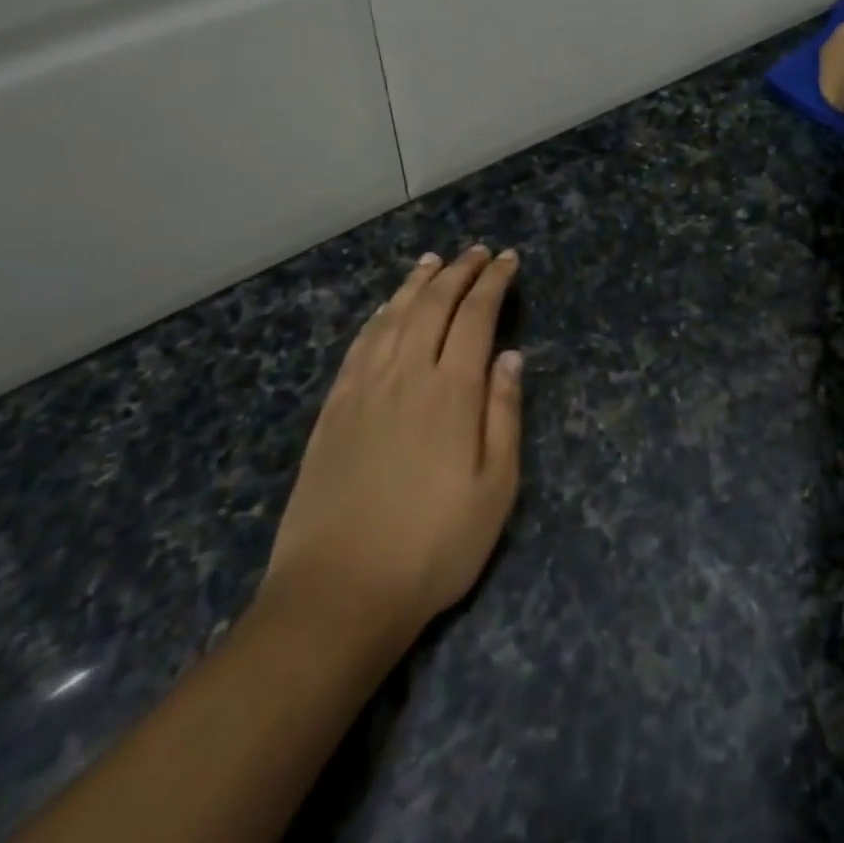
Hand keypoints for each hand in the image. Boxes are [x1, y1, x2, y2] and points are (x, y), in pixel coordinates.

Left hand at [260, 246, 522, 644]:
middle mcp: (406, 374)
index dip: (493, 282)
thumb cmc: (433, 547)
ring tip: (434, 261)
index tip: (507, 259)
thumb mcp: (496, 490)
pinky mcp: (333, 408)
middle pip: (433, 305)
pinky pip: (360, 343)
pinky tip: (387, 308)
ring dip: (417, 283)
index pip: (476, 316)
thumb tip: (510, 356)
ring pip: (394, 316)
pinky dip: (380, 315)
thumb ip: (504, 415)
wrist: (338, 591)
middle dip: (459, 272)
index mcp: (451, 392)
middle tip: (477, 251)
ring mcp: (363, 388)